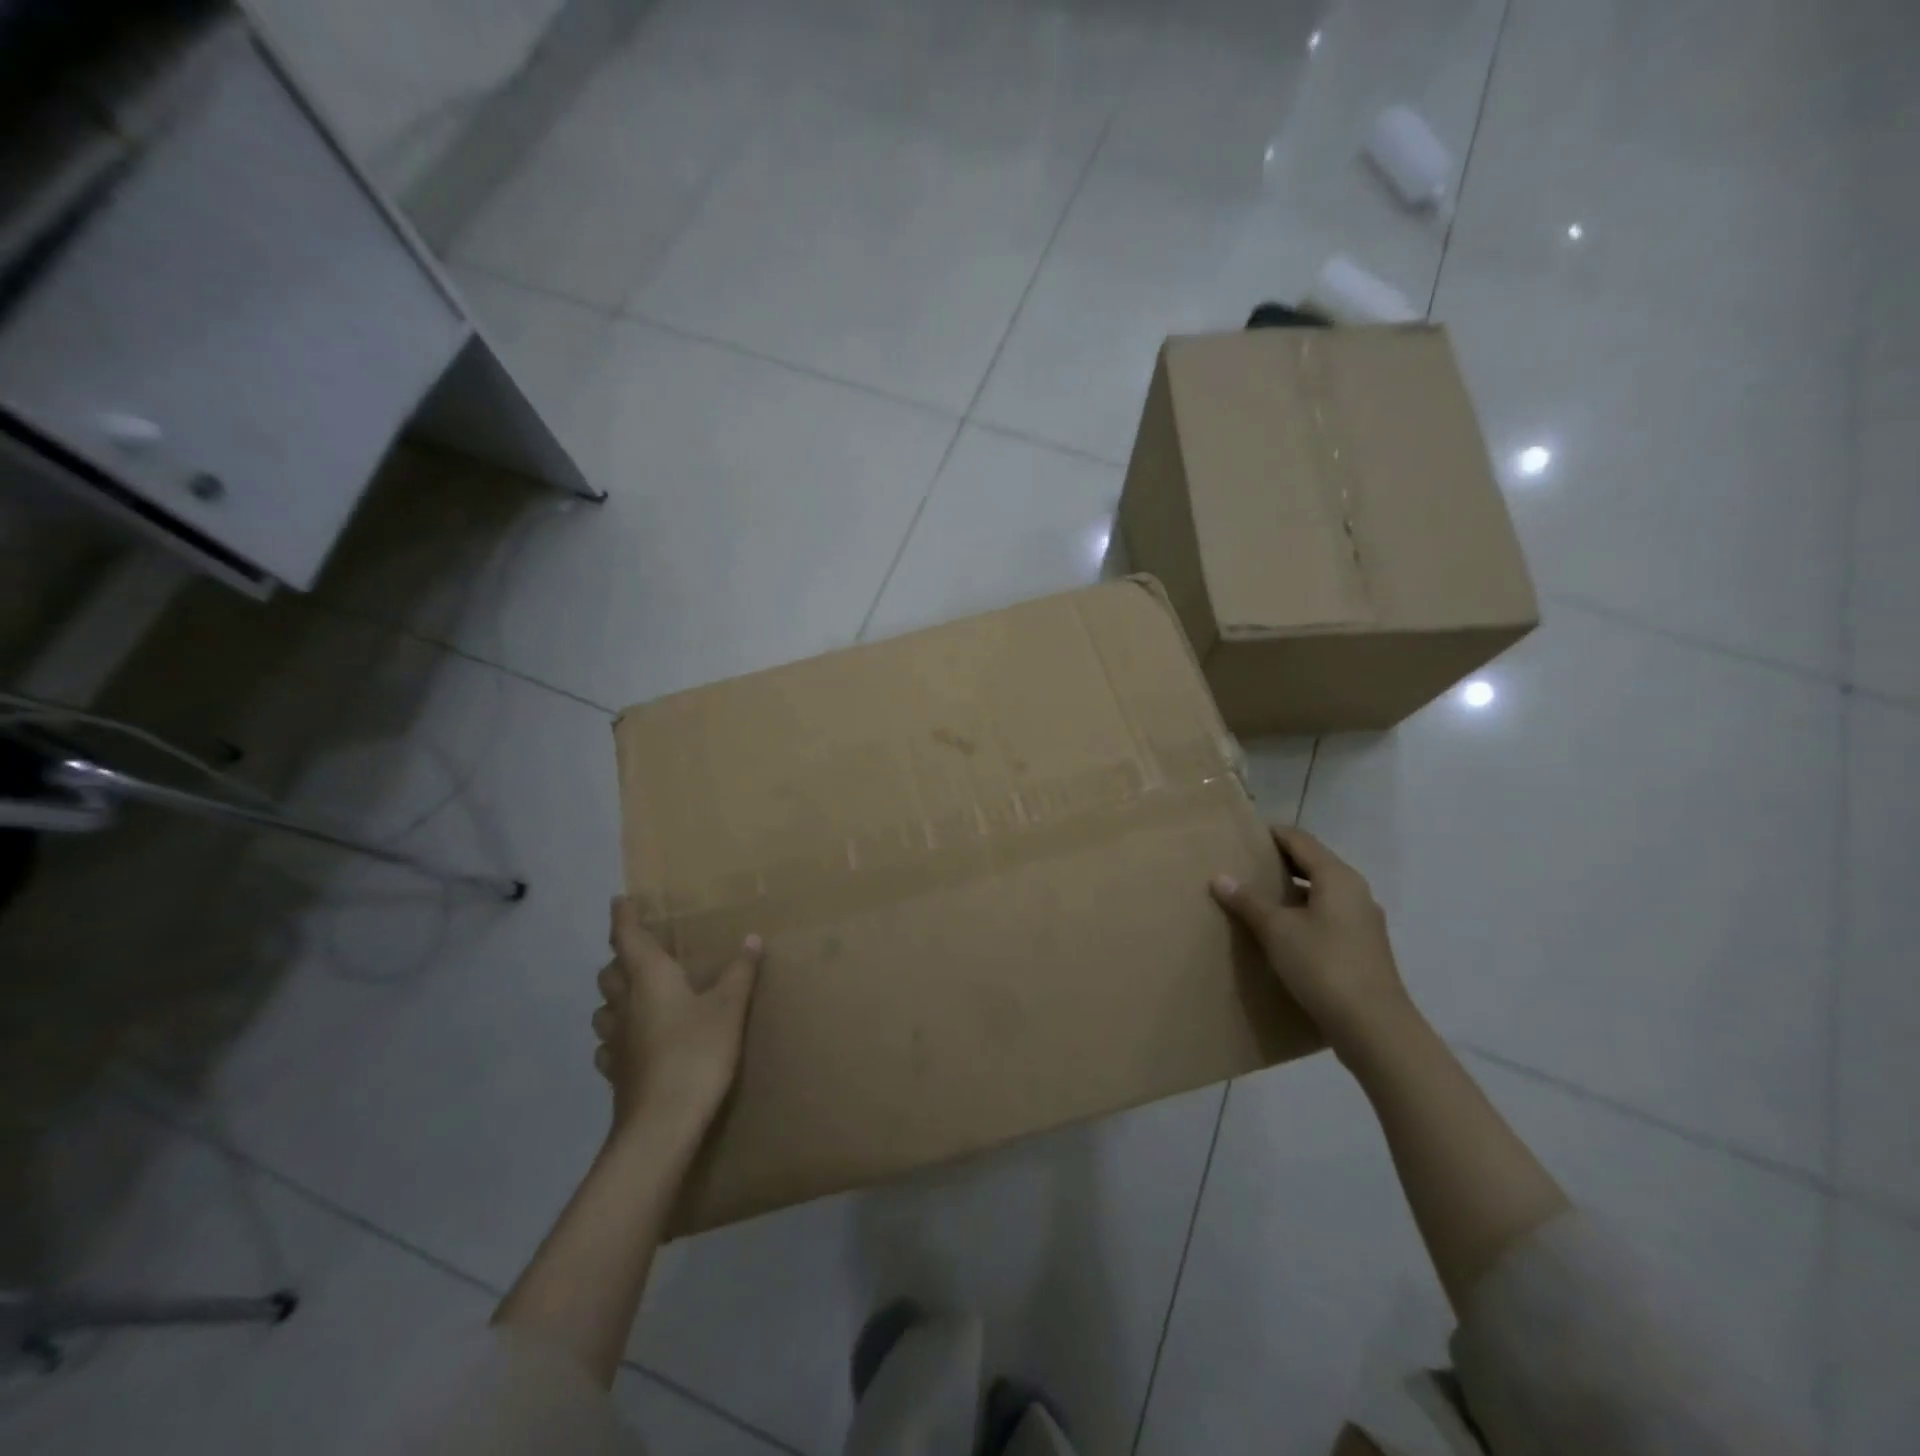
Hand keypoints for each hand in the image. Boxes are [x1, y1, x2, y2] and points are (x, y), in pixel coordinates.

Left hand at [593, 897, 761, 1143]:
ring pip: (604, 1007)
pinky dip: (617, 1034)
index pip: (628, 937)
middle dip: (620, 957)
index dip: (623, 916)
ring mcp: (615, 1040)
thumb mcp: (729, 1009)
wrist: (662, 1123)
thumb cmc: (697, 1053)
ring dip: (615, 995)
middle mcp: (625, 1003)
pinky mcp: (615, 1071)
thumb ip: (739, 972)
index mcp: (649, 978)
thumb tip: (751, 938)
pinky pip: (608, 1043)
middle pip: (610, 971)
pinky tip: (633, 1041)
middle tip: (639, 951)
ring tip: (635, 994)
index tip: (620, 899)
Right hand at [1211, 826, 1418, 1061]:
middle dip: (1279, 862)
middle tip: (1243, 865)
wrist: (1374, 1027)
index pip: (1300, 840)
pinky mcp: (1363, 946)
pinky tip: (1283, 930)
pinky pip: (1328, 915)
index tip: (1242, 836)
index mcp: (1337, 877)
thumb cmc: (1323, 966)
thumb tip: (1220, 877)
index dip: (1271, 834)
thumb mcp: (1277, 931)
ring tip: (1257, 897)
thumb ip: (1248, 901)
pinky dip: (1304, 912)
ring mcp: (1363, 920)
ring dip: (1291, 890)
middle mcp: (1355, 891)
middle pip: (1313, 863)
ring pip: (1322, 891)